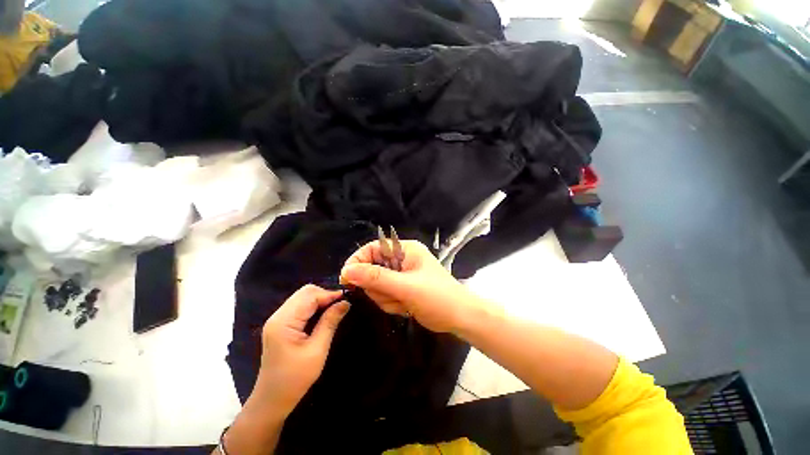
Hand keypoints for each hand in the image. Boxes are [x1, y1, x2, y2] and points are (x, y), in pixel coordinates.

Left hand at [252, 285, 349, 416]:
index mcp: (284, 322)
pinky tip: (323, 314)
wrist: (272, 400)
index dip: (330, 294)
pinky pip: (300, 306)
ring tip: (335, 308)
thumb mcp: (317, 350)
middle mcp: (278, 315)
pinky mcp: (281, 324)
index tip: (348, 298)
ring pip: (303, 297)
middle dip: (325, 294)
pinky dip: (314, 306)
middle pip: (305, 292)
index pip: (310, 296)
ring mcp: (277, 319)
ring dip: (320, 299)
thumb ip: (330, 322)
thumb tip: (345, 302)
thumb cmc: (295, 379)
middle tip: (341, 305)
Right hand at [340, 240, 484, 332]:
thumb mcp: (405, 287)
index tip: (347, 279)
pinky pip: (384, 295)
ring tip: (403, 303)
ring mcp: (401, 274)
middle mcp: (402, 258)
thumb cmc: (437, 297)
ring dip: (386, 298)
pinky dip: (391, 304)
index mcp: (405, 249)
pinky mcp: (402, 288)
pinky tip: (405, 308)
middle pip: (372, 269)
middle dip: (378, 287)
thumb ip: (376, 278)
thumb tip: (347, 271)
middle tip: (392, 296)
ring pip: (377, 285)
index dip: (358, 261)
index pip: (373, 248)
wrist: (460, 318)